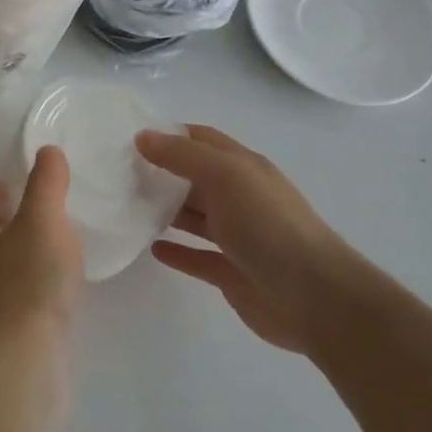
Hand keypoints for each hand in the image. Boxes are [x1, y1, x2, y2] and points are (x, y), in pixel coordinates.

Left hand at [0, 146, 85, 359]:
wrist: (20, 364)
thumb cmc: (29, 283)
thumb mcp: (44, 221)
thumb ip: (46, 185)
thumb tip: (46, 152)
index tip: (11, 183)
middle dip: (6, 223)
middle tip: (36, 215)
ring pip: (0, 271)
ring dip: (21, 257)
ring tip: (53, 252)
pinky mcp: (3, 338)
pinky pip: (17, 302)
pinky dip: (32, 290)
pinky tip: (56, 296)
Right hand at [136, 125, 373, 354]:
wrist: (314, 297)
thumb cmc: (268, 225)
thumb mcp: (225, 176)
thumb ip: (183, 155)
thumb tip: (142, 137)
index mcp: (243, 168)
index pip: (201, 140)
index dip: (169, 134)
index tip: (130, 138)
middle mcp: (240, 197)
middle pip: (194, 178)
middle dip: (161, 173)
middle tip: (118, 174)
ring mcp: (237, 237)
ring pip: (195, 217)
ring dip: (165, 211)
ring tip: (127, 208)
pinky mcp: (231, 272)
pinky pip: (197, 257)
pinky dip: (176, 251)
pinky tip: (151, 248)